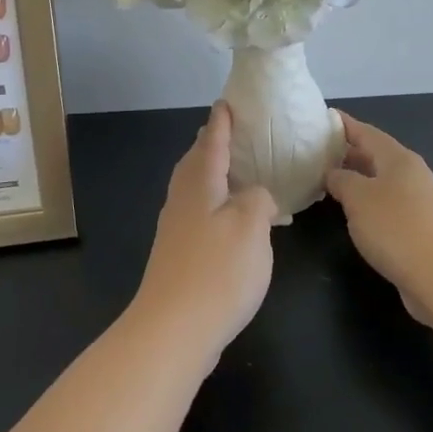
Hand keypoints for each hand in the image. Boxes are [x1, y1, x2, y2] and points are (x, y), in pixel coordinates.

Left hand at [129, 101, 278, 362]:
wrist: (172, 330)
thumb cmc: (217, 270)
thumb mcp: (252, 227)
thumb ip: (259, 200)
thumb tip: (256, 197)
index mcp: (200, 181)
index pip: (212, 139)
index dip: (223, 120)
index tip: (228, 101)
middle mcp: (183, 198)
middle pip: (198, 161)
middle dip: (214, 144)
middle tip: (237, 134)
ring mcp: (176, 227)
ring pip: (196, 187)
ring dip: (215, 174)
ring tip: (239, 173)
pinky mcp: (178, 254)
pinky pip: (199, 212)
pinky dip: (216, 204)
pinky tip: (232, 221)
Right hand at [325, 112, 432, 325]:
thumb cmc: (397, 228)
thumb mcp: (358, 198)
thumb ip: (341, 180)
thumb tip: (334, 173)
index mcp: (398, 158)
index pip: (365, 132)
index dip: (342, 125)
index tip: (321, 118)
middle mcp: (411, 174)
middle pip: (375, 156)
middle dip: (347, 153)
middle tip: (316, 154)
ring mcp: (420, 203)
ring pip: (381, 183)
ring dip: (357, 181)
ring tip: (328, 183)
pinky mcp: (422, 230)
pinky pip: (388, 206)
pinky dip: (368, 205)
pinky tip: (354, 216)